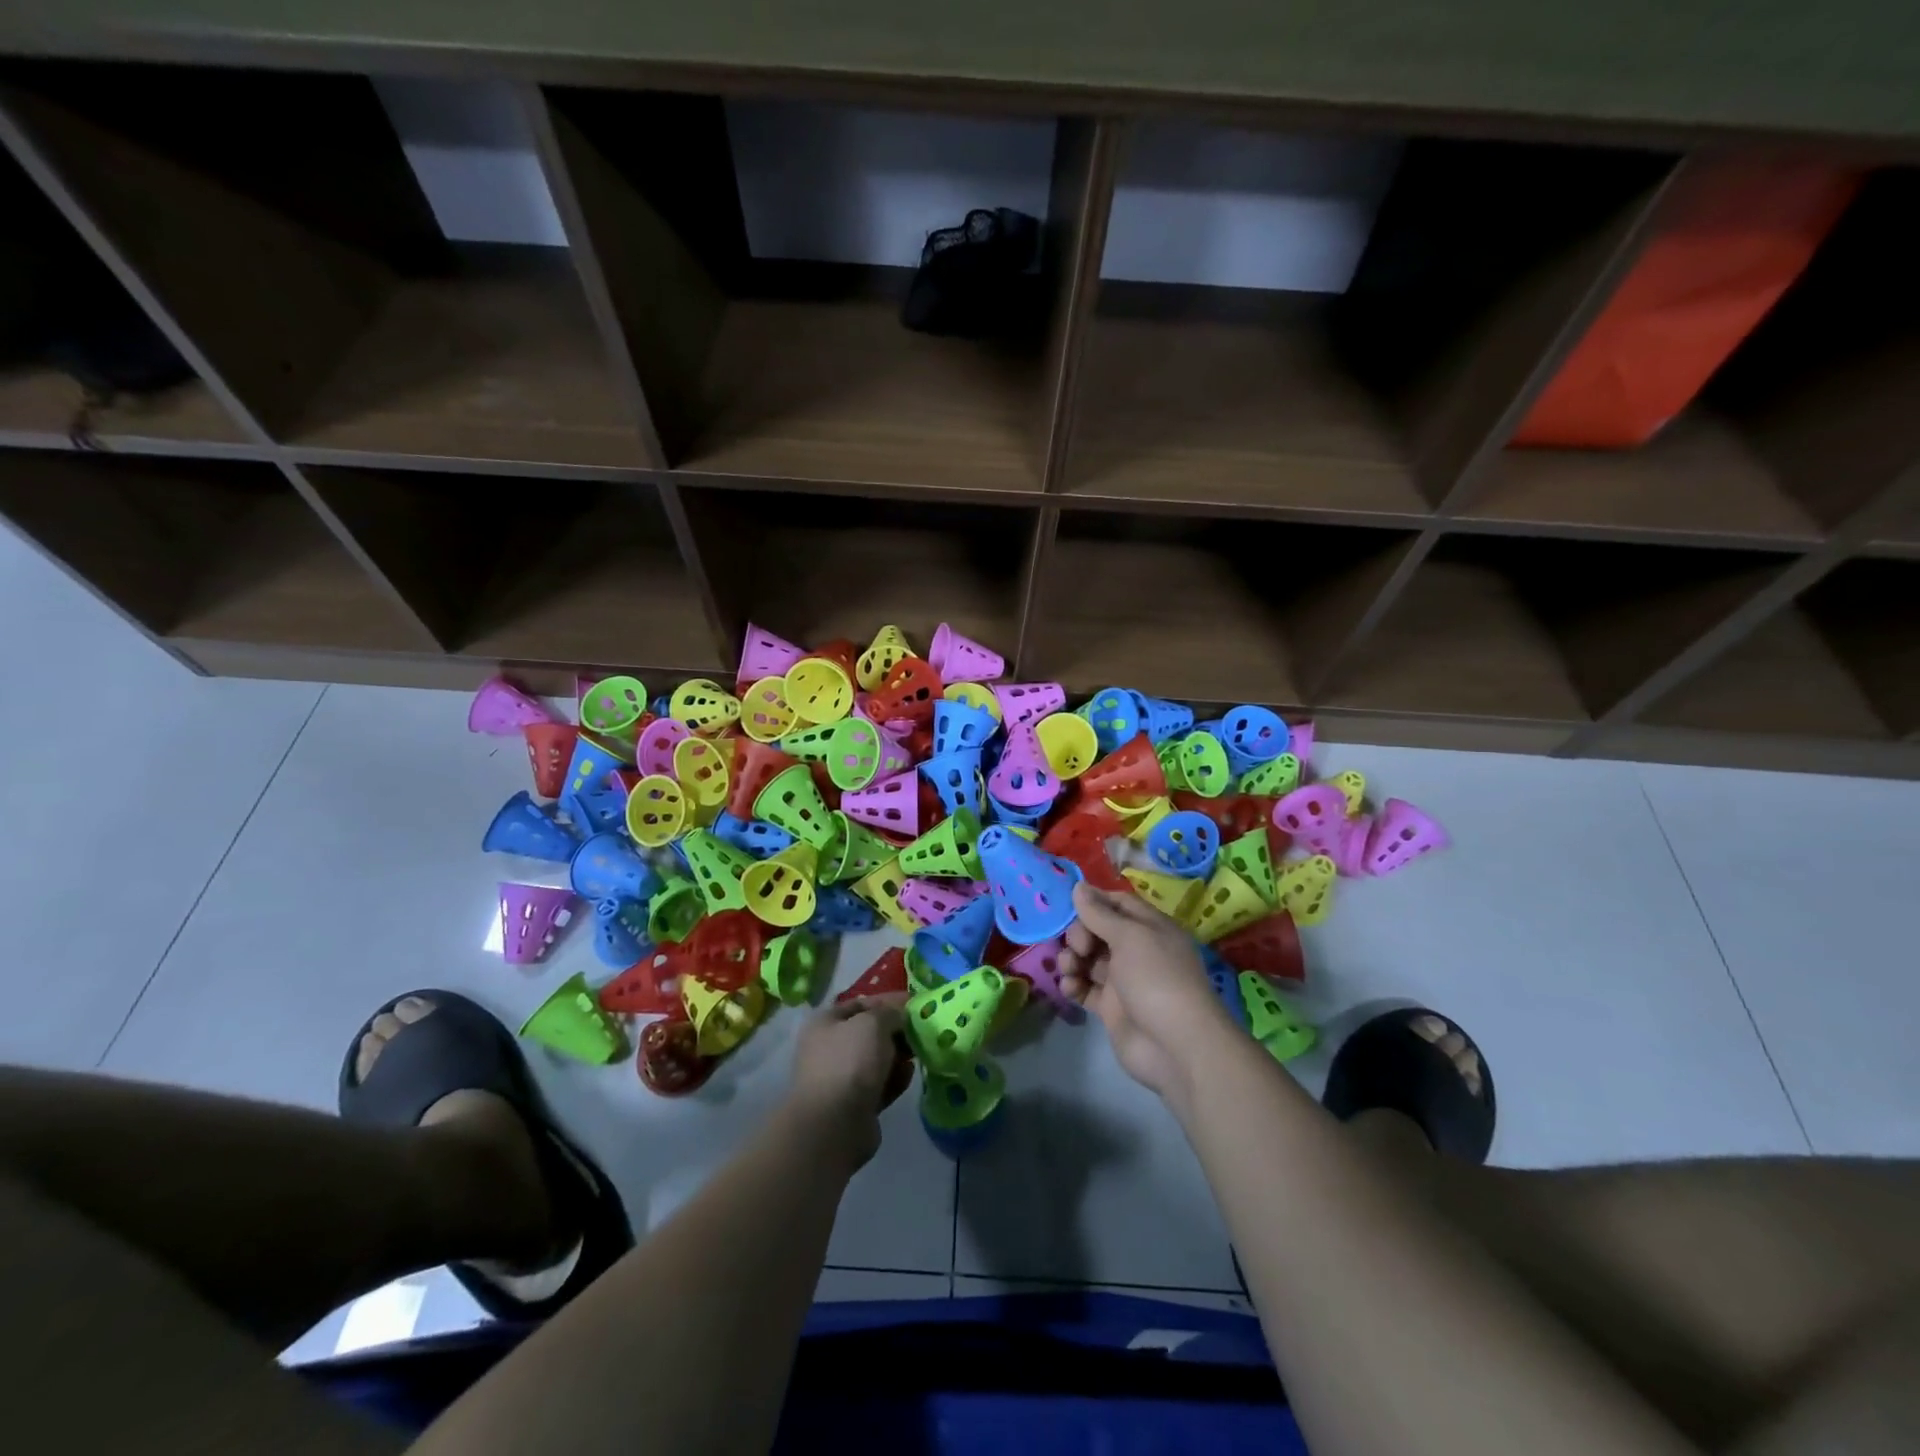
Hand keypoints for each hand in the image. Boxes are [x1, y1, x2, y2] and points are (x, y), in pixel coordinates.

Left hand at [786, 996, 911, 1169]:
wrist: (834, 1125)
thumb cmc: (850, 1062)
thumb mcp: (873, 1022)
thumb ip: (890, 1012)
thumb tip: (900, 1016)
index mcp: (825, 1023)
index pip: (861, 1003)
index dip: (889, 1000)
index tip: (916, 1003)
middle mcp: (830, 1048)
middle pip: (870, 1033)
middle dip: (897, 1030)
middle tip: (923, 1029)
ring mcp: (841, 1079)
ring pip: (877, 1060)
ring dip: (899, 1055)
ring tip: (920, 1051)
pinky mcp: (855, 1105)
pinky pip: (880, 1085)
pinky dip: (895, 1079)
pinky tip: (910, 1074)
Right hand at [1058, 883, 1232, 1102]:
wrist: (1176, 1046)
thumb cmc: (1156, 978)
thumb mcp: (1129, 936)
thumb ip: (1100, 913)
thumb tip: (1079, 886)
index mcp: (1150, 928)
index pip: (1118, 904)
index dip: (1094, 901)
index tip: (1069, 903)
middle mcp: (1137, 950)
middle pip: (1099, 930)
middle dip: (1080, 933)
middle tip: (1079, 947)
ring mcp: (1124, 980)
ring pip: (1089, 959)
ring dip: (1072, 959)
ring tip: (1069, 969)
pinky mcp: (1111, 1008)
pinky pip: (1086, 988)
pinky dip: (1074, 985)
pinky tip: (1069, 988)